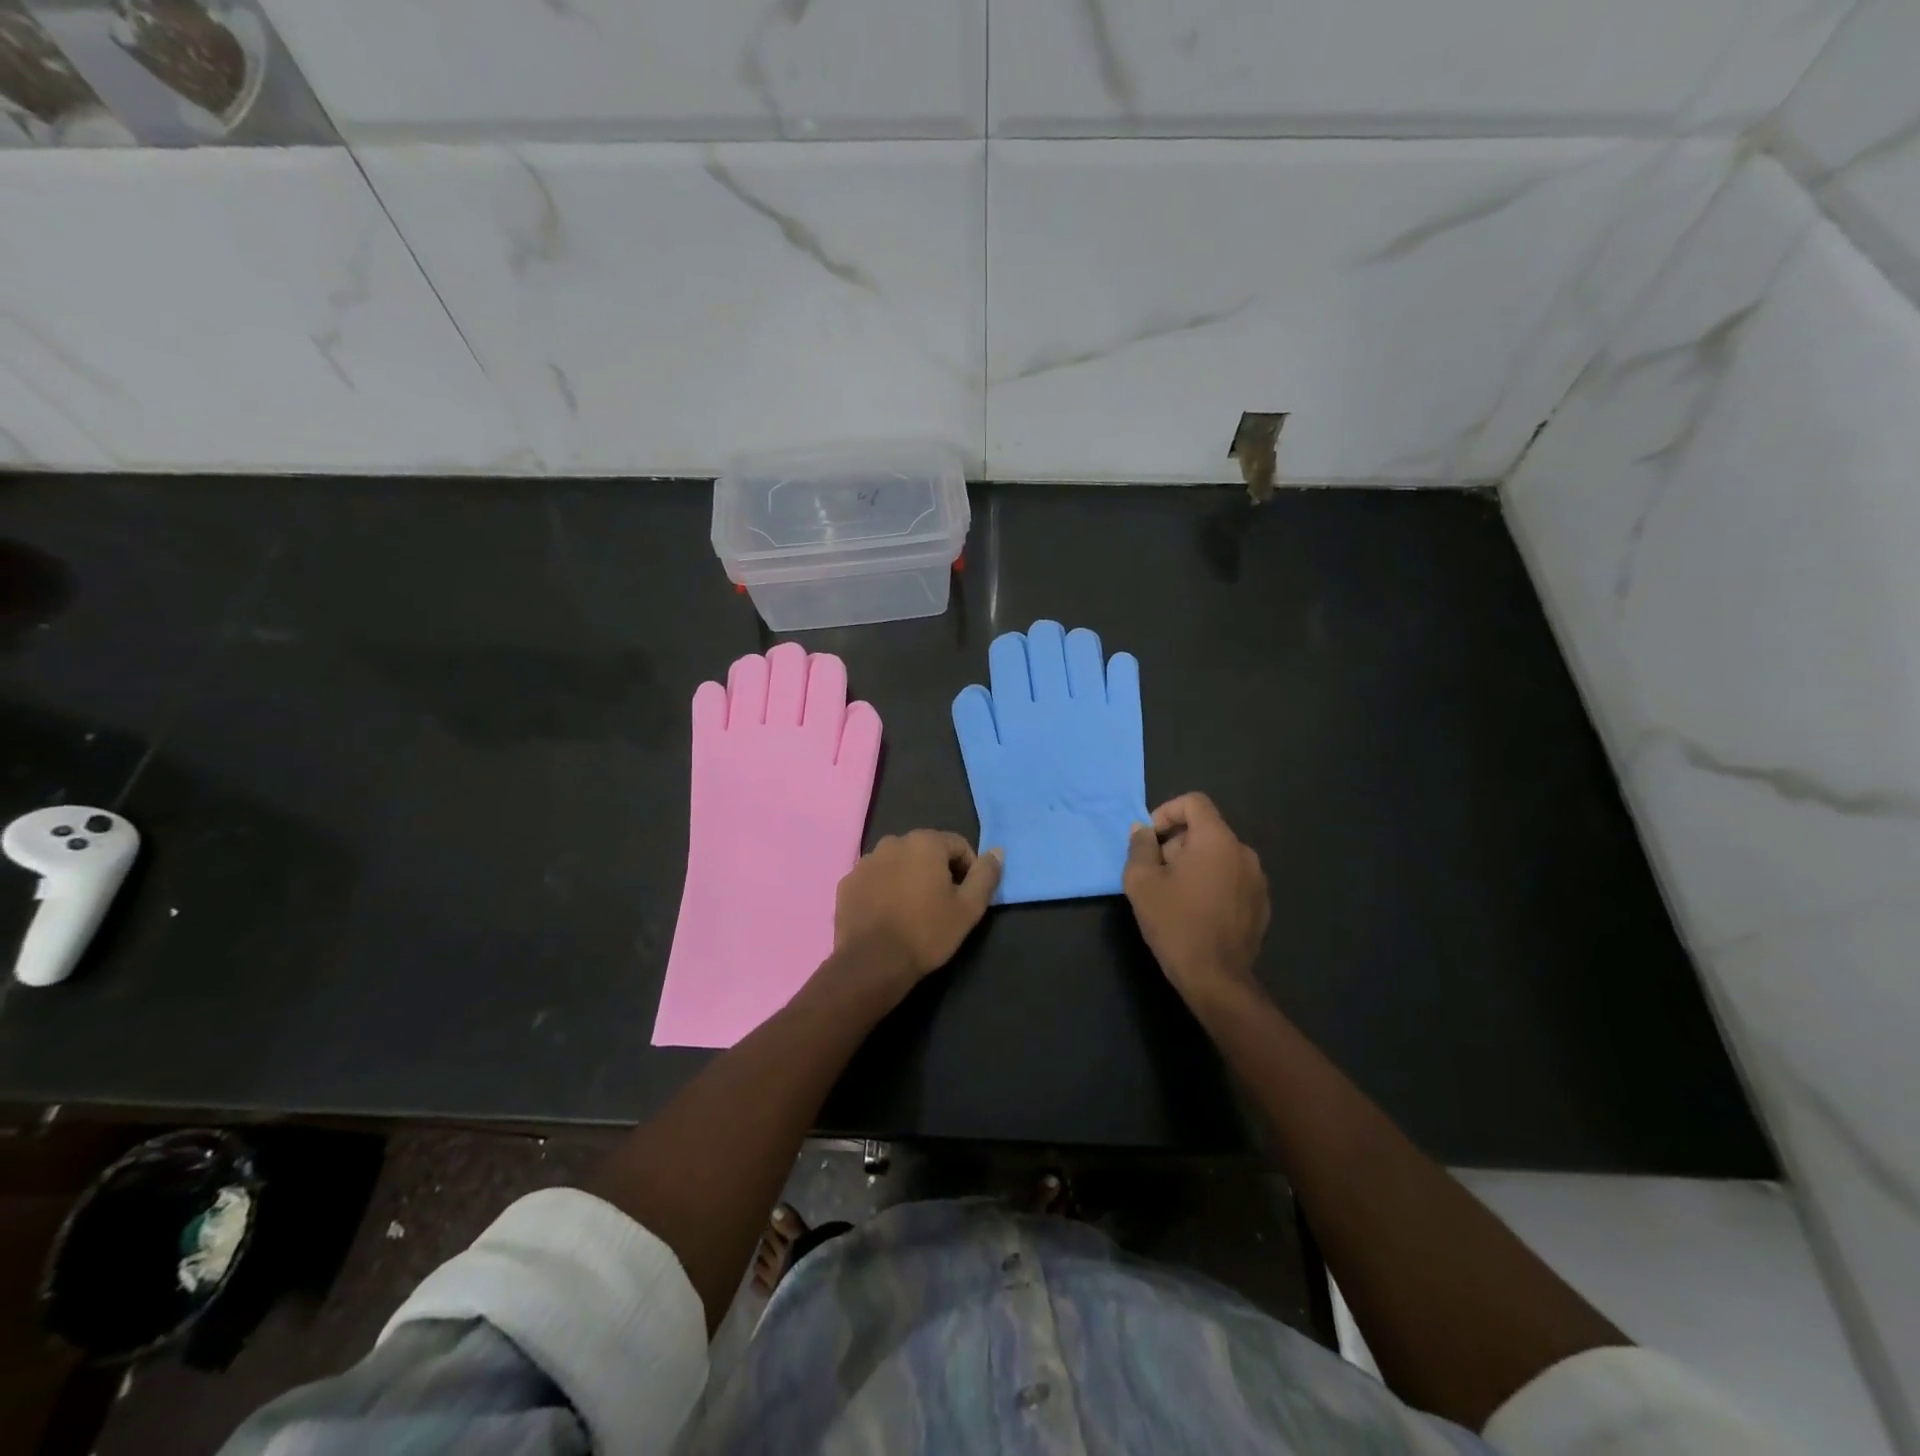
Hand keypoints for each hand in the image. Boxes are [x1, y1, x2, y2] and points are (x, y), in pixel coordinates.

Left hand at [834, 831, 1002, 984]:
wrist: (872, 963)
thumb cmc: (927, 932)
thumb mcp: (968, 908)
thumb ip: (986, 875)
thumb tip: (997, 851)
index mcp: (924, 842)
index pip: (958, 845)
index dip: (968, 869)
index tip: (966, 896)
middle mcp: (892, 842)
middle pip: (926, 851)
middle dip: (937, 871)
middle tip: (941, 904)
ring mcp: (866, 861)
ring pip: (898, 863)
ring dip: (909, 878)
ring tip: (913, 911)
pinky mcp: (847, 882)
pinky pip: (875, 879)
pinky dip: (884, 889)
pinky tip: (888, 915)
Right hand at [1123, 793, 1269, 1004]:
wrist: (1216, 978)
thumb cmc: (1175, 923)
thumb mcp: (1141, 882)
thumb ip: (1140, 847)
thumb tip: (1142, 830)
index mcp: (1217, 840)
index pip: (1194, 802)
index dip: (1167, 812)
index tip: (1150, 840)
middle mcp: (1243, 852)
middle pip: (1205, 829)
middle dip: (1176, 843)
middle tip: (1156, 872)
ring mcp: (1257, 879)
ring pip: (1218, 855)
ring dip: (1194, 864)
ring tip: (1174, 893)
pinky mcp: (1261, 903)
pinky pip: (1232, 878)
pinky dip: (1212, 882)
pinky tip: (1197, 911)